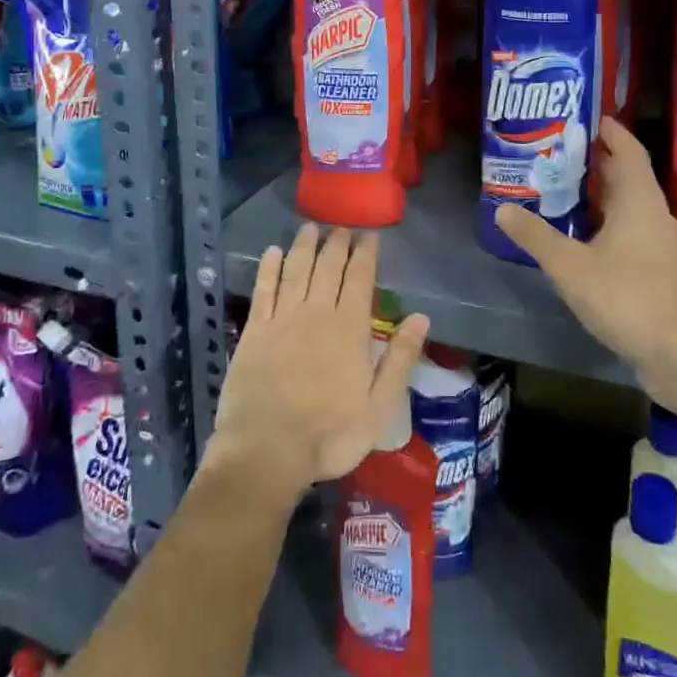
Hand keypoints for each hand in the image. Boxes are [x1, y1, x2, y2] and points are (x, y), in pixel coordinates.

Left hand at [204, 225, 428, 505]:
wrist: (268, 449)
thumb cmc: (330, 434)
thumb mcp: (380, 406)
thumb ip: (400, 358)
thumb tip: (421, 317)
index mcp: (350, 328)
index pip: (360, 278)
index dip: (366, 253)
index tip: (370, 235)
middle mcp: (317, 312)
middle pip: (328, 267)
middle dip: (337, 243)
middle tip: (341, 226)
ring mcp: (283, 318)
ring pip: (296, 269)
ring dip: (304, 246)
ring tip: (310, 227)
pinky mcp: (255, 330)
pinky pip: (264, 288)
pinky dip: (268, 267)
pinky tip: (272, 252)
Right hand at [496, 117, 676, 384]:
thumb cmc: (626, 297)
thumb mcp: (570, 266)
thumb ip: (535, 236)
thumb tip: (503, 208)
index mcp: (639, 201)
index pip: (629, 150)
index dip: (611, 131)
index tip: (587, 117)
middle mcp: (655, 214)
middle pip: (628, 176)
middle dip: (598, 161)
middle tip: (560, 152)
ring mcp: (662, 244)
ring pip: (630, 206)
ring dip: (602, 194)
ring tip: (565, 189)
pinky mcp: (661, 270)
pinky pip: (633, 230)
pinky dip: (609, 222)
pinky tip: (584, 237)